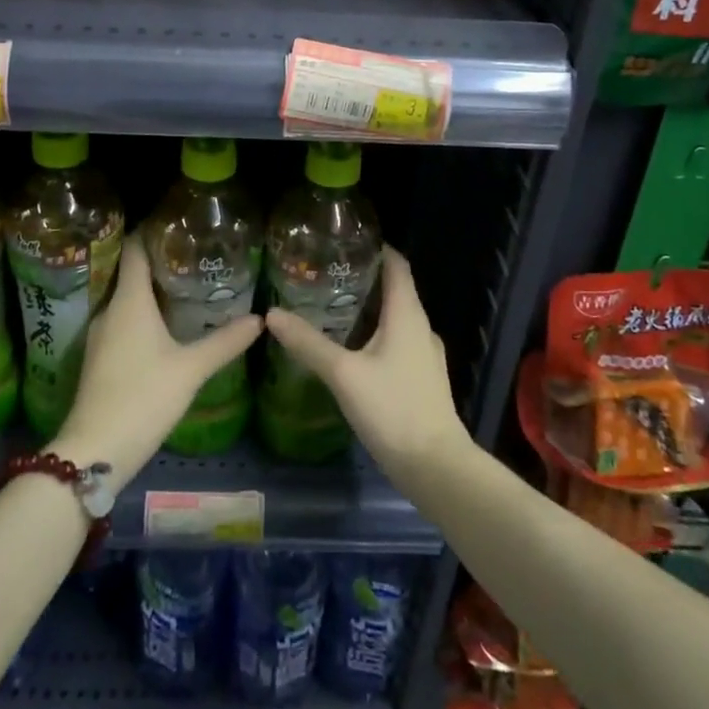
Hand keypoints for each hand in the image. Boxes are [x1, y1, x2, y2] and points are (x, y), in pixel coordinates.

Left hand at [49, 235, 260, 487]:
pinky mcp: (100, 357)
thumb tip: (261, 318)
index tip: (178, 222)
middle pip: (131, 270)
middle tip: (193, 253)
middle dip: (159, 259)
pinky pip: (123, 320)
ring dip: (151, 288)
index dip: (152, 229)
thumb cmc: (143, 397)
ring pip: (127, 298)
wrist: (95, 450)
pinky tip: (165, 323)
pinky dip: (143, 313)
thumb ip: (225, 342)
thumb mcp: (190, 369)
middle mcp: (110, 309)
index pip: (134, 248)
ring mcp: (101, 334)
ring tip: (185, 283)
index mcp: (129, 300)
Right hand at [264, 245, 472, 487]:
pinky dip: (374, 334)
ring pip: (395, 318)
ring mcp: (424, 355)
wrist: (436, 468)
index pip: (397, 265)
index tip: (345, 240)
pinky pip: (397, 342)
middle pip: (394, 290)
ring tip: (331, 308)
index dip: (376, 248)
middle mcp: (420, 327)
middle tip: (324, 274)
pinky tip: (350, 350)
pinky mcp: (422, 379)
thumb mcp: (344, 374)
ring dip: (368, 308)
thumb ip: (308, 343)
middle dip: (363, 279)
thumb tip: (272, 314)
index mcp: (408, 314)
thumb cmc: (393, 410)